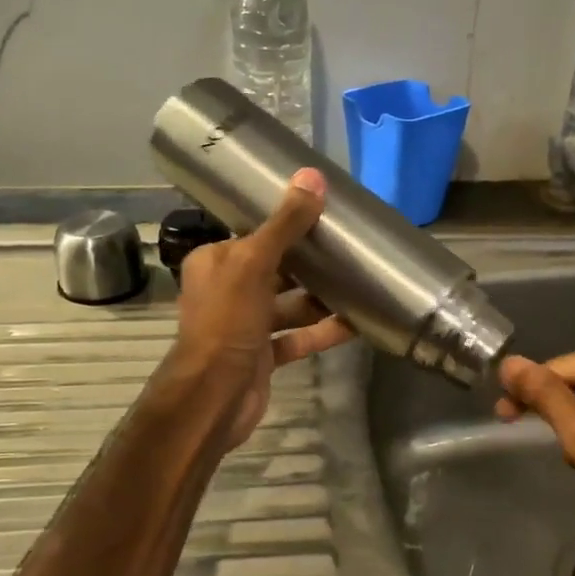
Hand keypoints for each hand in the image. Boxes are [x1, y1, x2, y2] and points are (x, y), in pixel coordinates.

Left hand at [168, 168, 352, 448]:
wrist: (214, 398)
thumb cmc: (227, 322)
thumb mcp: (254, 265)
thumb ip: (284, 224)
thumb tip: (312, 177)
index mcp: (216, 262)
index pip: (254, 233)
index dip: (286, 222)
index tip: (324, 212)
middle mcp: (228, 290)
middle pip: (276, 268)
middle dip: (310, 261)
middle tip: (350, 246)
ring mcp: (246, 325)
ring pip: (290, 304)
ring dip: (321, 297)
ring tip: (360, 282)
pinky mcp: (263, 355)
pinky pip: (299, 337)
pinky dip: (324, 331)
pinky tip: (356, 323)